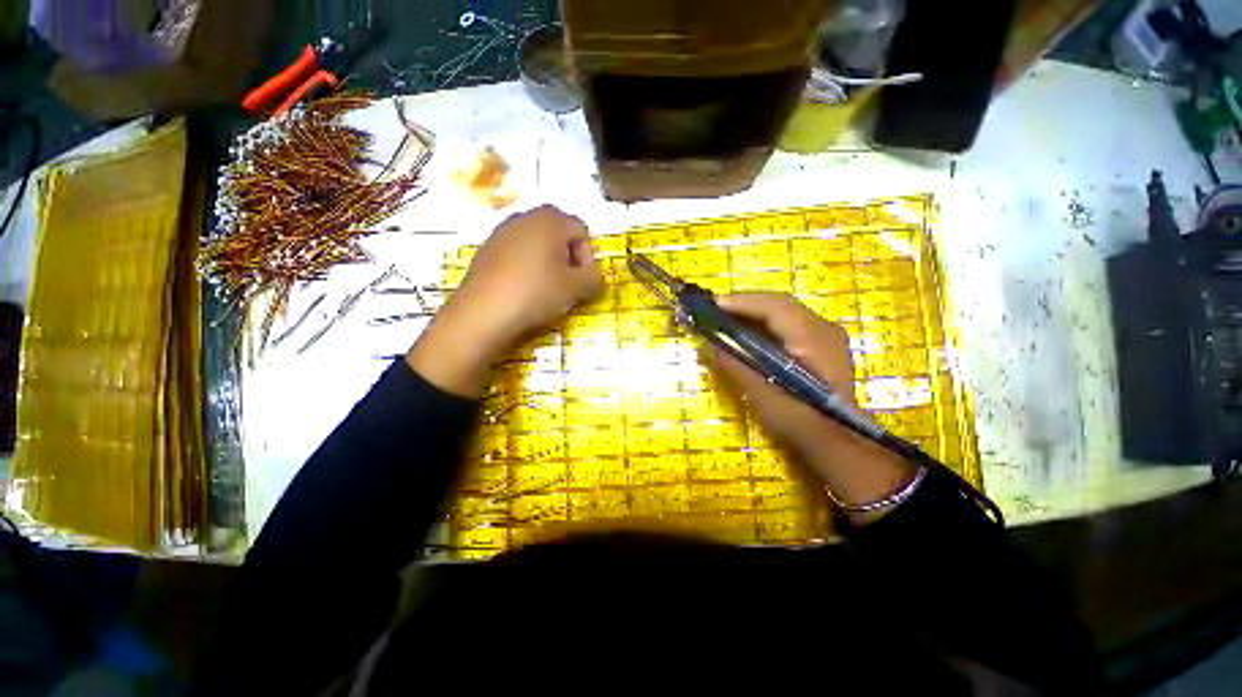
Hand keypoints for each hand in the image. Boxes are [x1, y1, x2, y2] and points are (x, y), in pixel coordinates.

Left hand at [408, 206, 602, 395]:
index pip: (581, 231)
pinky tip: (523, 291)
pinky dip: (526, 268)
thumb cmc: (536, 293)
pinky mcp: (486, 250)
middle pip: (558, 234)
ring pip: (536, 244)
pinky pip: (516, 254)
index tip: (582, 281)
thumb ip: (594, 278)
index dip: (587, 257)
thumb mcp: (576, 288)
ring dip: (548, 264)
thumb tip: (595, 275)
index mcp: (550, 219)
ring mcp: (501, 232)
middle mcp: (525, 217)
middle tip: (567, 284)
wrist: (483, 313)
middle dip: (568, 259)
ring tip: (545, 290)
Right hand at [711, 293, 914, 521]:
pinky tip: (747, 332)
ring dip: (753, 312)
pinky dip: (764, 322)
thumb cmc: (800, 422)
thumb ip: (736, 366)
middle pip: (779, 304)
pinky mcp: (820, 343)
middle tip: (713, 311)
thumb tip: (709, 344)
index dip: (741, 302)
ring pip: (783, 311)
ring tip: (725, 318)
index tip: (711, 305)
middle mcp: (823, 329)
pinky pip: (788, 322)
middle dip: (744, 304)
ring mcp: (825, 334)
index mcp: (813, 339)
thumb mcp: (763, 396)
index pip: (775, 307)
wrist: (837, 441)